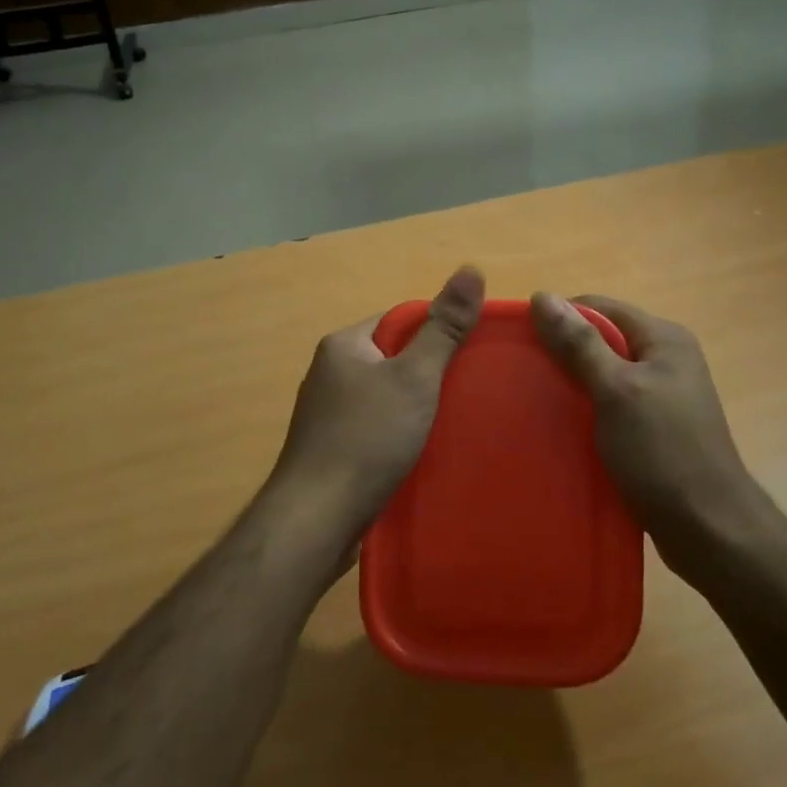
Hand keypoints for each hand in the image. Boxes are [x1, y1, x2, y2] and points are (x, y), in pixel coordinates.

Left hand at [267, 267, 485, 549]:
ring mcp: (327, 414)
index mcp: (344, 345)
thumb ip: (444, 328)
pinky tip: (421, 453)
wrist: (316, 518)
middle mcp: (329, 373)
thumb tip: (470, 269)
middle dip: (429, 374)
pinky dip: (398, 435)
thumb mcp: (414, 377)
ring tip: (453, 423)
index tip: (470, 355)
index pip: (399, 321)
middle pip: (392, 360)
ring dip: (415, 408)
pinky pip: (374, 428)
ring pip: (384, 397)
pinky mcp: (331, 449)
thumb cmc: (367, 438)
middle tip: (469, 391)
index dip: (437, 333)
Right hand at [530, 292, 775, 583]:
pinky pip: (612, 406)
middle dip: (563, 354)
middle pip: (602, 340)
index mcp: (663, 339)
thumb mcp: (616, 391)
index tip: (522, 342)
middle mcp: (666, 360)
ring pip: (605, 376)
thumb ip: (580, 344)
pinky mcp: (656, 429)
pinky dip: (587, 412)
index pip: (599, 308)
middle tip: (523, 375)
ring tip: (535, 401)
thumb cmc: (662, 451)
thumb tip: (542, 296)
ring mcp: (663, 396)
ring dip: (573, 385)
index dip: (560, 318)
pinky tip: (562, 428)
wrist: (708, 528)